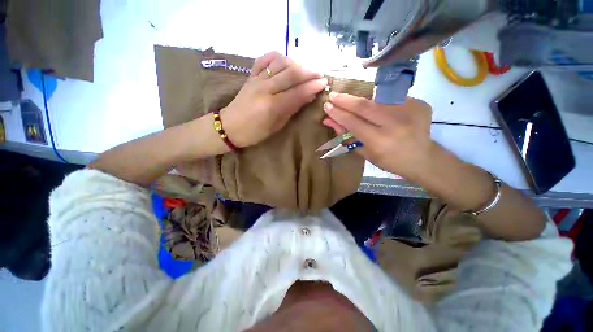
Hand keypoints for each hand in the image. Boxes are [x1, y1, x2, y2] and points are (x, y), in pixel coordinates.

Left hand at [221, 52, 327, 147]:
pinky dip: (277, 57)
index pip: (297, 92)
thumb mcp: (276, 126)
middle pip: (291, 73)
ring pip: (280, 62)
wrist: (230, 126)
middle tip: (319, 75)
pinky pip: (264, 59)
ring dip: (296, 63)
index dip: (312, 86)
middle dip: (309, 72)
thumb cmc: (255, 132)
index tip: (324, 83)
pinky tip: (285, 61)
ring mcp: (256, 79)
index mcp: (272, 106)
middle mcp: (265, 88)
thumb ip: (292, 109)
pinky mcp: (250, 75)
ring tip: (305, 69)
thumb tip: (308, 97)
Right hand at [322, 92, 433, 180]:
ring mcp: (409, 110)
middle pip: (363, 105)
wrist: (423, 158)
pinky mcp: (418, 103)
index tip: (327, 105)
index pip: (352, 122)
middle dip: (345, 99)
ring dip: (361, 100)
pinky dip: (379, 102)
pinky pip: (391, 99)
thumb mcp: (365, 152)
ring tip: (352, 103)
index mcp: (379, 141)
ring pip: (376, 99)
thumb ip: (347, 136)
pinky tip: (377, 108)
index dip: (338, 113)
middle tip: (333, 95)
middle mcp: (394, 124)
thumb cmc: (389, 161)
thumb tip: (330, 121)